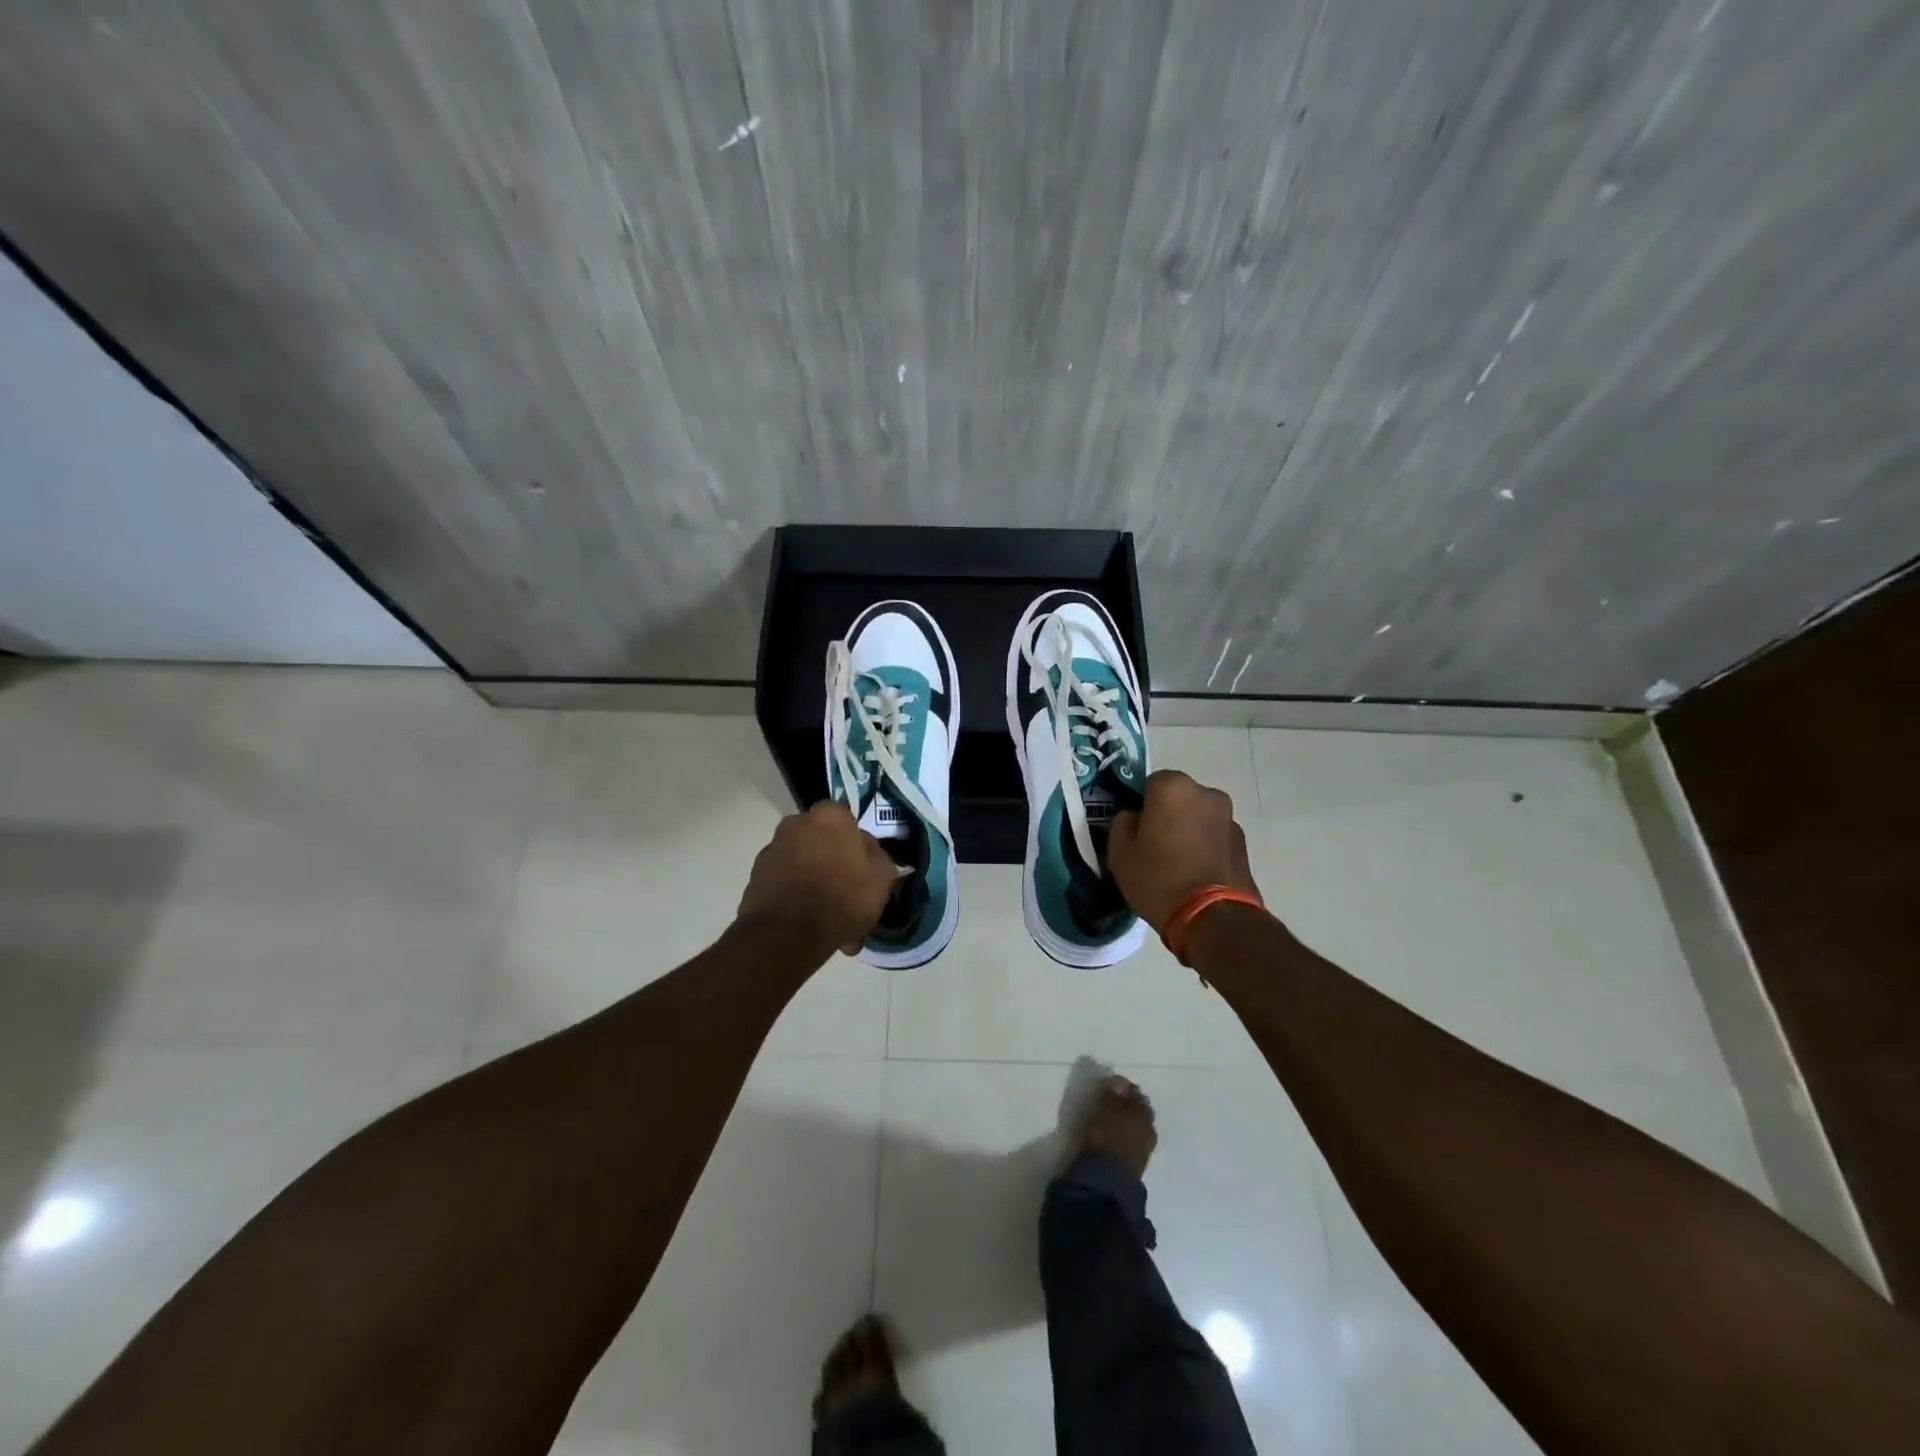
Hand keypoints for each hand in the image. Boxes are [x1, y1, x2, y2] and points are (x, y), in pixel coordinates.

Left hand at [736, 802, 898, 957]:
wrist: (787, 935)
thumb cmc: (842, 897)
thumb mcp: (882, 878)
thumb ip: (879, 857)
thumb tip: (868, 851)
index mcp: (829, 816)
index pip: (847, 820)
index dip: (857, 845)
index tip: (864, 870)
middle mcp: (795, 824)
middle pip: (822, 843)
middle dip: (834, 865)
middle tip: (848, 896)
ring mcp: (771, 850)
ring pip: (803, 865)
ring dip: (815, 885)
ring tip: (831, 922)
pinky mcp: (755, 878)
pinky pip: (785, 885)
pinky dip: (796, 900)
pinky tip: (810, 927)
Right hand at [1107, 770, 1262, 933]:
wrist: (1213, 918)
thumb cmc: (1158, 879)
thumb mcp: (1120, 853)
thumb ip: (1122, 824)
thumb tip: (1134, 817)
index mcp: (1173, 787)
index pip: (1148, 783)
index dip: (1140, 805)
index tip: (1135, 830)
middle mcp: (1206, 793)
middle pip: (1178, 797)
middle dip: (1167, 814)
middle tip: (1154, 846)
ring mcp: (1229, 817)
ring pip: (1198, 816)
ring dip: (1188, 830)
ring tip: (1177, 864)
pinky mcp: (1243, 842)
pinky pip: (1214, 836)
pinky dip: (1205, 846)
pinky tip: (1196, 873)